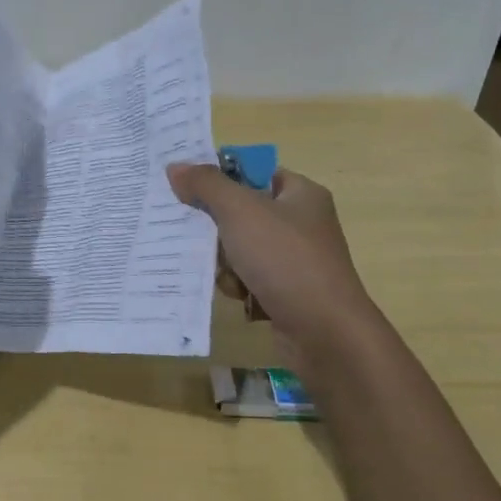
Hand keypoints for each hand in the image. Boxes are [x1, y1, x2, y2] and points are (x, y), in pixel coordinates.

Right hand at [165, 163, 369, 342]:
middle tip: (198, 235)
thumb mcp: (240, 211)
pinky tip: (240, 296)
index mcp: (300, 194)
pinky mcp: (287, 291)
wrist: (325, 333)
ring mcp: (295, 259)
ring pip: (239, 247)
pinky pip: (248, 277)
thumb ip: (206, 185)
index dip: (219, 177)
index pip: (252, 172)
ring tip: (228, 274)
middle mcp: (301, 223)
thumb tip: (176, 167)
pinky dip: (238, 285)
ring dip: (225, 261)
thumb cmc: (286, 260)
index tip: (186, 188)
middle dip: (217, 228)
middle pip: (241, 212)